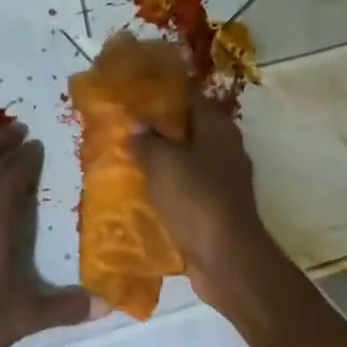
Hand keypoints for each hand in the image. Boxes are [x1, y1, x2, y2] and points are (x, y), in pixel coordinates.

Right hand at [130, 91, 285, 313]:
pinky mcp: (214, 211)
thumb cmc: (197, 199)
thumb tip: (137, 128)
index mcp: (218, 128)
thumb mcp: (164, 161)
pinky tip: (139, 194)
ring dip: (159, 162)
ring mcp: (222, 183)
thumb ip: (147, 141)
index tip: (132, 88)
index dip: (162, 89)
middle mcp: (224, 150)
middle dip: (156, 129)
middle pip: (187, 130)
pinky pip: (185, 192)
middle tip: (121, 127)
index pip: (190, 96)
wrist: (225, 257)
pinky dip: (165, 191)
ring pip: (185, 163)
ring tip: (123, 159)